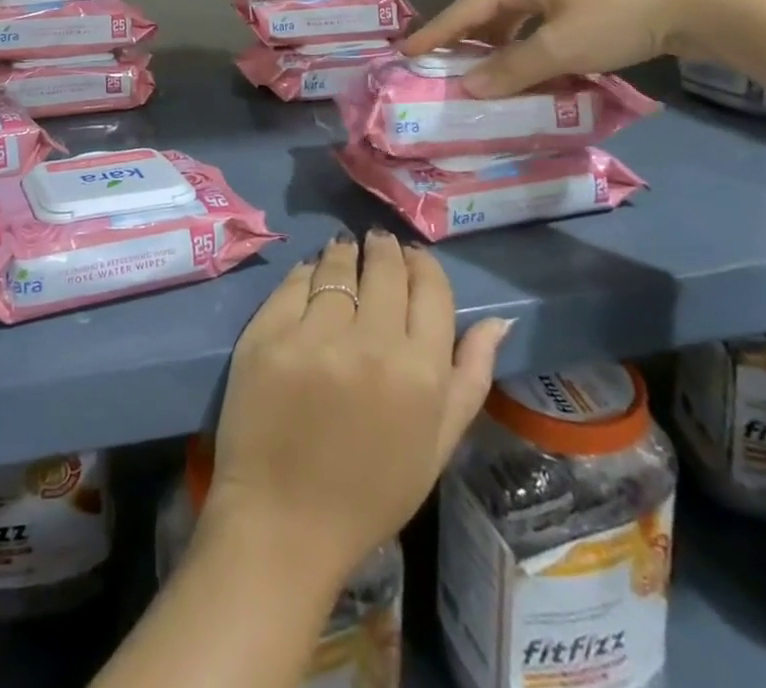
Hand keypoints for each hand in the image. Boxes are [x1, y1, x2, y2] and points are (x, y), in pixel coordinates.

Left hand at [203, 232, 510, 587]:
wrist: (284, 521)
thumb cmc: (370, 491)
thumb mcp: (437, 445)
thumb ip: (470, 378)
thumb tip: (498, 320)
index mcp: (420, 373)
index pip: (430, 288)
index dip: (422, 264)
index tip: (413, 256)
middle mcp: (370, 343)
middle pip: (383, 267)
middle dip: (384, 248)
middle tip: (378, 244)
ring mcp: (314, 335)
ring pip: (337, 265)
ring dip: (345, 252)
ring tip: (345, 250)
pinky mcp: (268, 333)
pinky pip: (295, 281)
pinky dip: (307, 272)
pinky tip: (311, 273)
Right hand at [400, 0, 743, 97]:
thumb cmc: (620, 15)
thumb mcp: (561, 46)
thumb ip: (513, 68)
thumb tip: (469, 88)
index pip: (465, 7)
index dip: (435, 32)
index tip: (405, 51)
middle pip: (488, 8)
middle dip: (466, 37)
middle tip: (444, 65)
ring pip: (518, 18)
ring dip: (500, 46)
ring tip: (485, 73)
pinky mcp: (593, 1)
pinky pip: (544, 26)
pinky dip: (530, 47)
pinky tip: (533, 68)